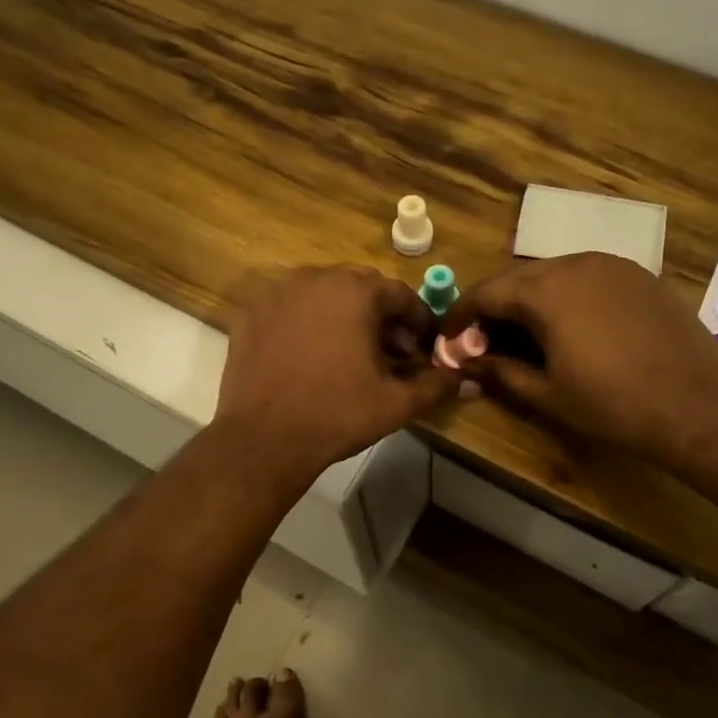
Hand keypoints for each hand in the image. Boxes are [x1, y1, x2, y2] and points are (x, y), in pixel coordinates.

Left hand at [214, 266, 461, 482]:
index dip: (418, 320)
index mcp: (355, 291)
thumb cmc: (337, 415)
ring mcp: (278, 293)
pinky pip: (292, 308)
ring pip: (324, 294)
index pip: (400, 294)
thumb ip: (436, 385)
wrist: (263, 439)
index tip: (423, 347)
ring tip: (351, 354)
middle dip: (382, 317)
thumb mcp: (397, 403)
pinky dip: (309, 322)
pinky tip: (311, 356)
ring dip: (345, 316)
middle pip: (361, 288)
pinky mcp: (252, 313)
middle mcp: (315, 279)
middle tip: (391, 353)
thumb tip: (466, 378)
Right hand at [447, 253, 717, 466]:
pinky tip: (570, 329)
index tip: (447, 340)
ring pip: (553, 275)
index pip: (486, 292)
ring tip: (524, 338)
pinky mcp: (639, 276)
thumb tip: (465, 363)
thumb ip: (498, 371)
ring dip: (529, 302)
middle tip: (483, 343)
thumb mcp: (546, 394)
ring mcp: (612, 265)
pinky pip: (587, 278)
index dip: (459, 316)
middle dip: (494, 308)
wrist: (698, 406)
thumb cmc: (613, 404)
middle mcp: (576, 263)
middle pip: (518, 279)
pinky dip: (565, 298)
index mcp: (547, 289)